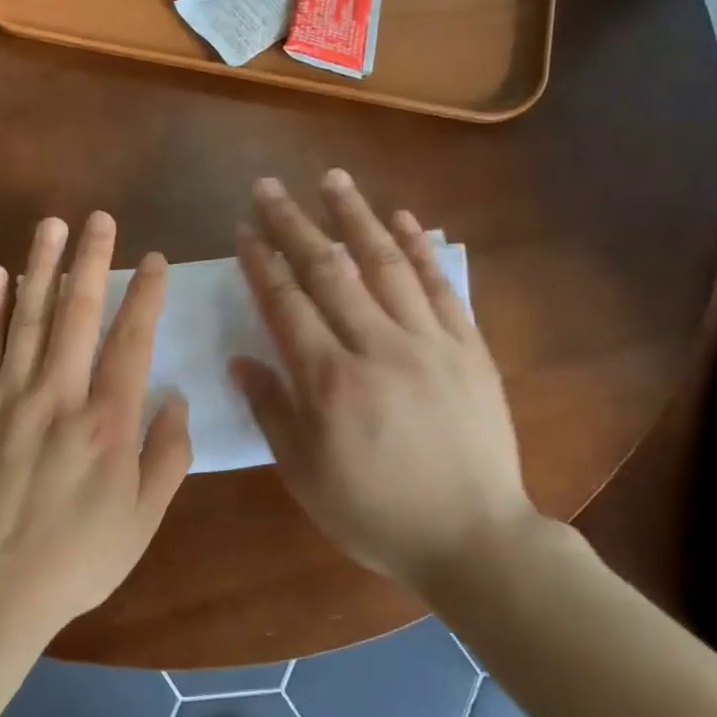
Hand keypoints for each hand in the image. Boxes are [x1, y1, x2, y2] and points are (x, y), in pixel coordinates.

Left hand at [0, 211, 192, 637]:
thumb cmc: (77, 560)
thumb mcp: (142, 520)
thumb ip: (166, 457)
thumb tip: (176, 399)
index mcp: (107, 424)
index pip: (132, 341)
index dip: (145, 295)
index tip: (154, 261)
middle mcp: (59, 397)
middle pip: (78, 314)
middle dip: (92, 260)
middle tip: (100, 219)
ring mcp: (6, 398)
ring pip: (27, 318)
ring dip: (41, 266)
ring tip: (51, 225)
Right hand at [232, 171, 539, 592]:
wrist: (473, 537)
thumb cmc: (376, 514)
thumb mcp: (306, 476)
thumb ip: (272, 412)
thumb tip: (242, 360)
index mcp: (331, 382)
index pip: (287, 305)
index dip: (262, 263)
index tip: (245, 230)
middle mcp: (377, 347)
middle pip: (329, 271)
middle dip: (294, 224)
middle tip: (269, 187)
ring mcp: (429, 342)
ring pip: (386, 264)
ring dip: (356, 216)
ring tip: (332, 179)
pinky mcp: (468, 347)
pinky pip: (441, 285)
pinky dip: (419, 248)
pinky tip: (401, 218)